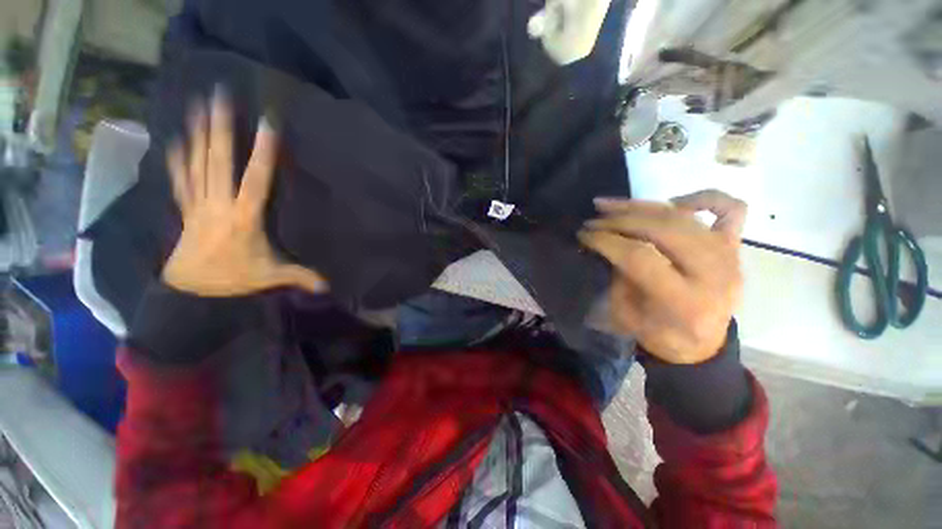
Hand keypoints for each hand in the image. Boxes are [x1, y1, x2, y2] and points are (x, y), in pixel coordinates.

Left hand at [161, 91, 326, 296]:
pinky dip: (178, 158)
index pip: (256, 179)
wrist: (188, 290)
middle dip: (221, 127)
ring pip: (197, 163)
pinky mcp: (187, 208)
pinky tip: (176, 139)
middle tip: (219, 96)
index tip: (268, 124)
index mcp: (245, 217)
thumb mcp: (271, 277)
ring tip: (197, 105)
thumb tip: (330, 285)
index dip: (263, 151)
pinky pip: (181, 178)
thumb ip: (301, 277)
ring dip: (198, 133)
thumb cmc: (233, 279)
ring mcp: (199, 203)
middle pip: (219, 161)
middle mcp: (220, 203)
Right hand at [579, 190, 746, 363]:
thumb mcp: (625, 315)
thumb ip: (618, 277)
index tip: (583, 235)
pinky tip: (673, 204)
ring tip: (610, 206)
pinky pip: (730, 208)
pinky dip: (702, 198)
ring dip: (641, 206)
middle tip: (593, 220)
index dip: (607, 241)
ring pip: (683, 215)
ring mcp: (730, 256)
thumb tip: (606, 243)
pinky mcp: (735, 246)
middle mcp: (713, 274)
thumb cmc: (659, 333)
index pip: (640, 257)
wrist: (701, 343)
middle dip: (620, 220)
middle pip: (662, 229)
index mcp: (684, 302)